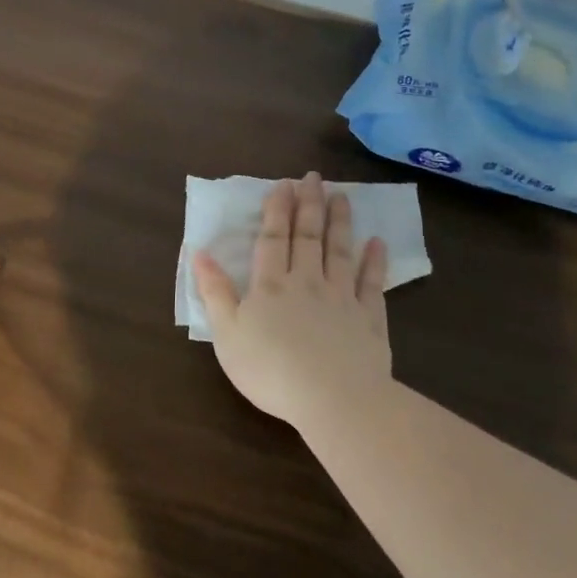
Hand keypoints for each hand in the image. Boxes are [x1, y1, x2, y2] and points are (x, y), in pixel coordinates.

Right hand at [192, 172, 390, 426]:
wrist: (333, 399)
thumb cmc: (270, 369)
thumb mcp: (226, 333)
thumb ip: (214, 291)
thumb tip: (199, 252)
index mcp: (270, 285)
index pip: (274, 237)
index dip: (277, 209)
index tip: (284, 183)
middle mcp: (307, 281)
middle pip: (308, 236)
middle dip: (309, 204)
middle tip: (314, 177)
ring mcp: (342, 298)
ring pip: (340, 251)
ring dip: (340, 222)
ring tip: (341, 196)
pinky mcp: (369, 319)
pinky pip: (372, 283)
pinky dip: (374, 262)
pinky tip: (377, 243)